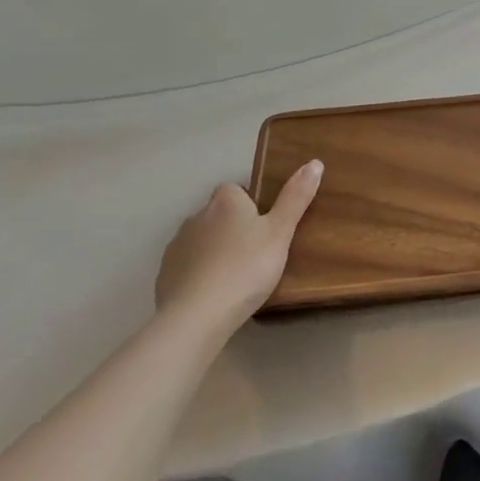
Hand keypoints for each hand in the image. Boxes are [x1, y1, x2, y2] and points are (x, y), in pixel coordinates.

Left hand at [155, 161, 322, 328]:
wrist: (196, 318)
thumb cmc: (245, 269)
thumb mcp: (280, 233)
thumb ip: (296, 198)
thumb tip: (314, 162)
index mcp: (226, 201)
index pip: (237, 189)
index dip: (251, 205)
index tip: (265, 227)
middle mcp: (197, 216)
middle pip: (218, 214)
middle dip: (232, 227)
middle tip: (256, 253)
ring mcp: (177, 246)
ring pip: (201, 240)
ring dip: (214, 250)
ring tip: (235, 276)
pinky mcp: (164, 275)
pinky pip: (186, 266)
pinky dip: (198, 273)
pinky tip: (212, 294)